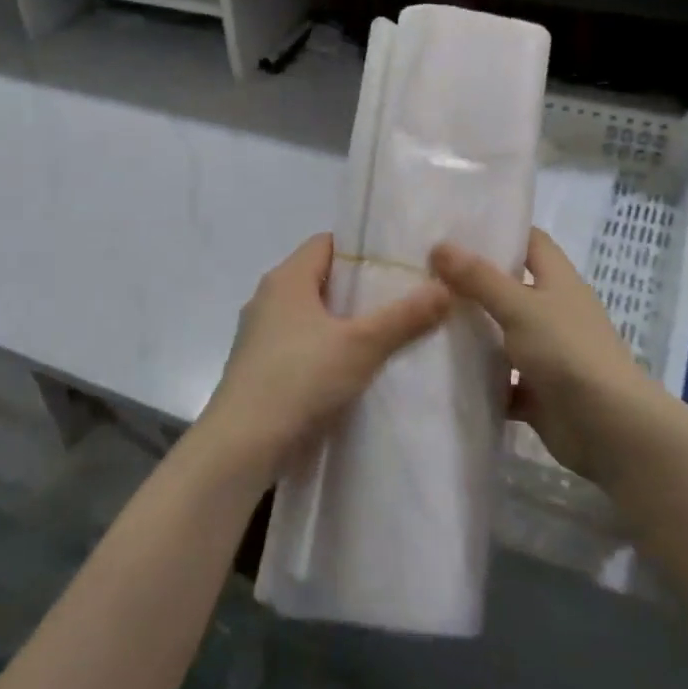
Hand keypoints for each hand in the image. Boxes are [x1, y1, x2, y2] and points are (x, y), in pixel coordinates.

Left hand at [198, 234, 448, 484]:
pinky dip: (326, 348)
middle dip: (360, 288)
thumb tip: (446, 287)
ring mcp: (260, 334)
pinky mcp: (260, 367)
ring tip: (386, 334)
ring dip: (343, 322)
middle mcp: (268, 298)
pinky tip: (353, 369)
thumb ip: (405, 316)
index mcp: (286, 278)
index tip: (399, 263)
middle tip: (403, 298)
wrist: (241, 446)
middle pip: (321, 279)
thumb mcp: (362, 345)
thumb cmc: (299, 379)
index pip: (328, 243)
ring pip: (311, 314)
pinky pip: (301, 343)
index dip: (363, 249)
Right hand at [431, 229, 652, 482]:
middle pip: (510, 286)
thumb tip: (439, 246)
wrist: (609, 428)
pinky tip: (440, 371)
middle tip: (423, 272)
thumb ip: (479, 278)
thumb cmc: (568, 352)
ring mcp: (546, 352)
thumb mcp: (520, 306)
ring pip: (502, 334)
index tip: (456, 228)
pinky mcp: (537, 391)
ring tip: (422, 318)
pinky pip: (501, 379)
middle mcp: (554, 311)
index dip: (499, 230)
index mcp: (558, 281)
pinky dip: (478, 377)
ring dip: (471, 331)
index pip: (530, 241)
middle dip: (472, 281)